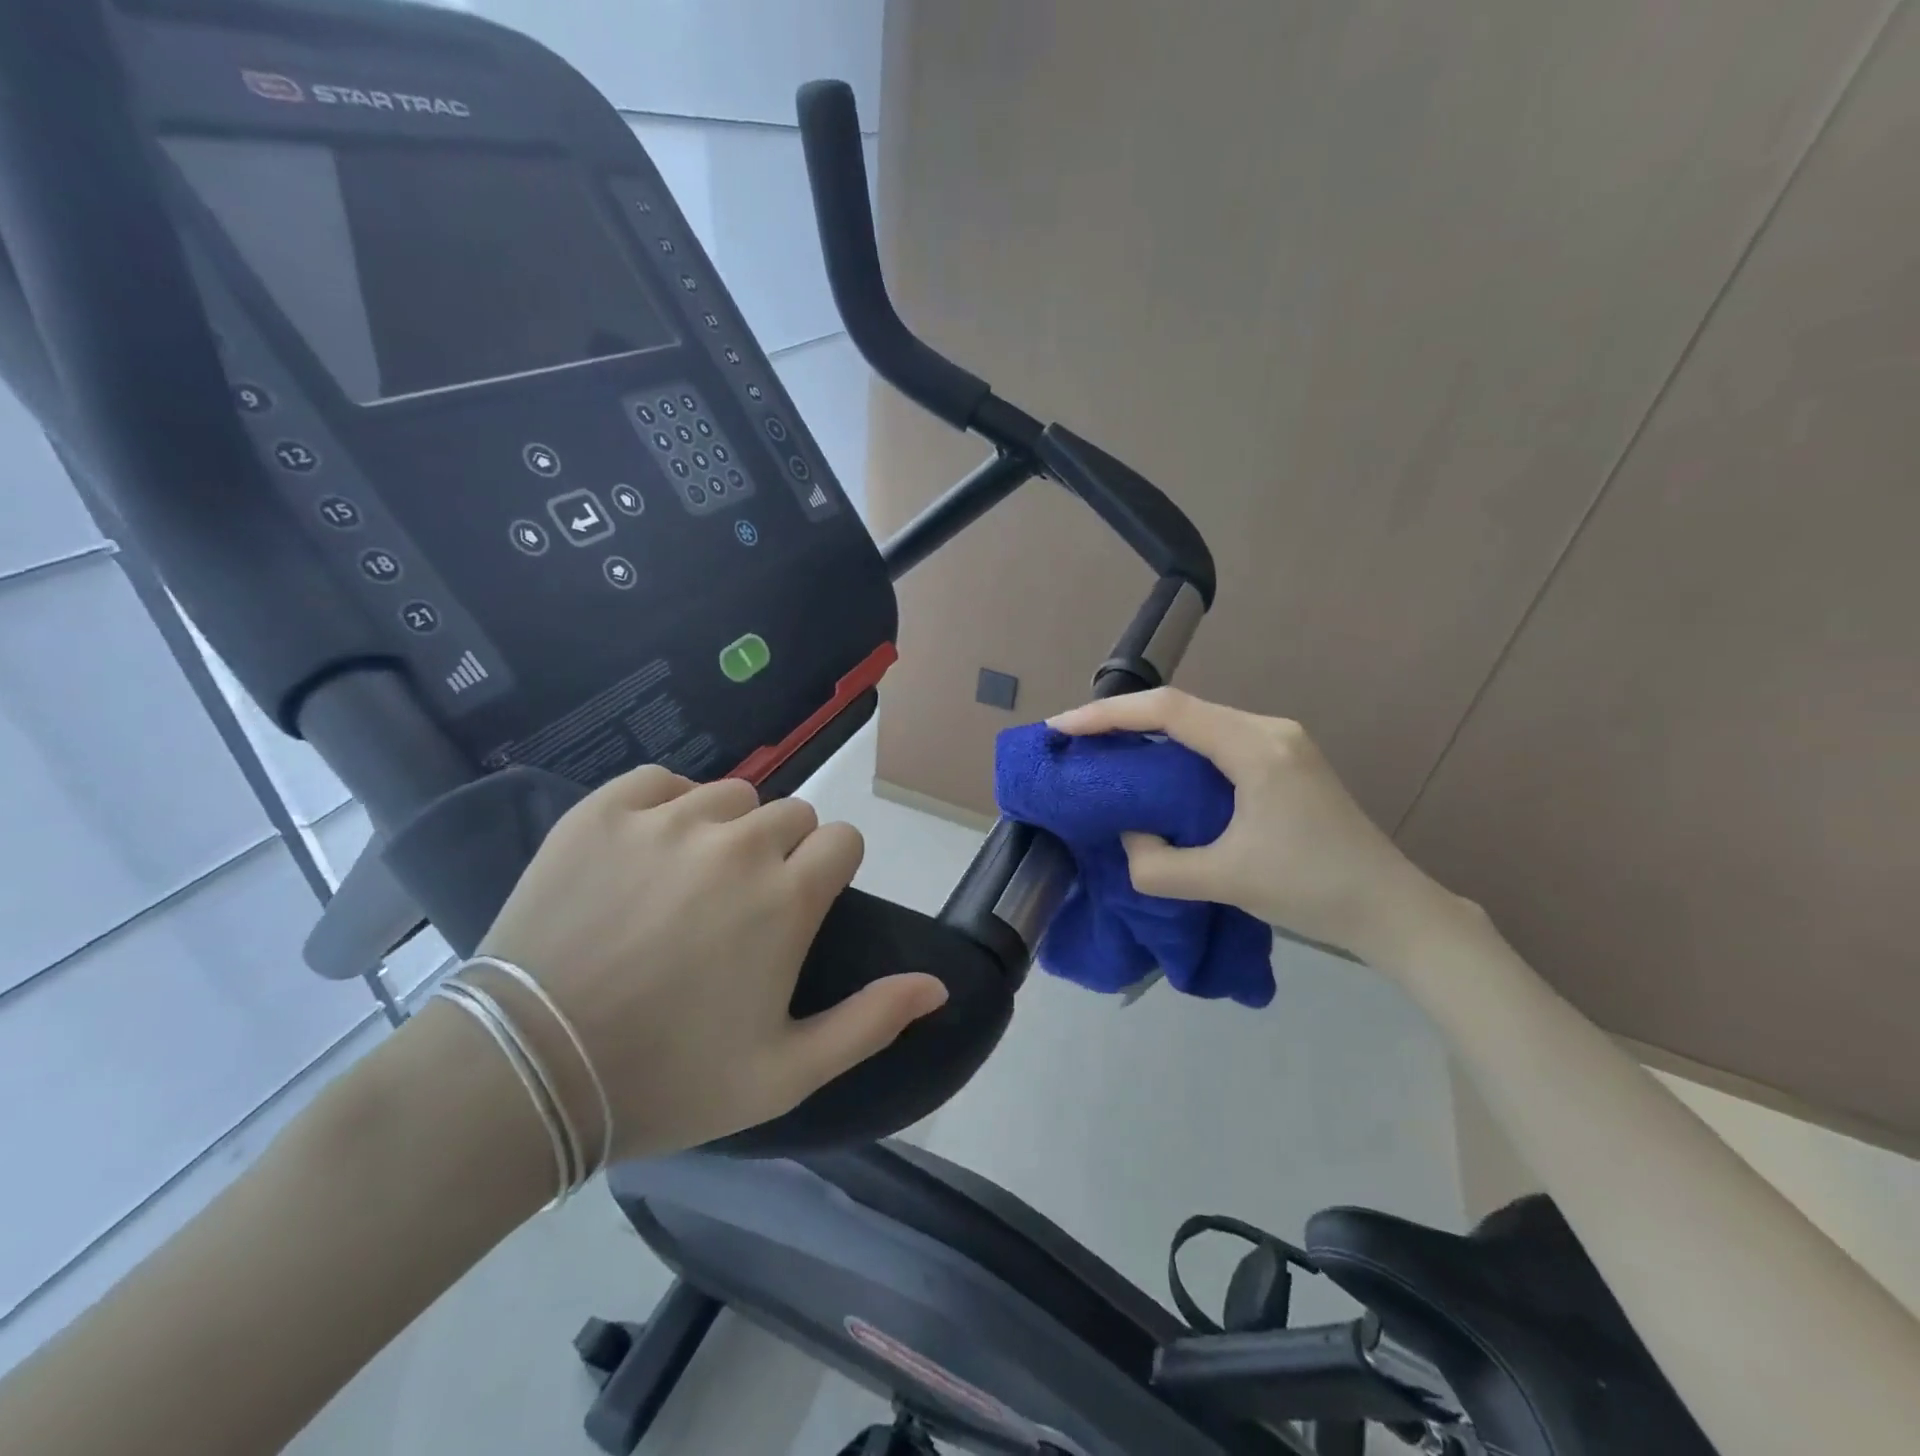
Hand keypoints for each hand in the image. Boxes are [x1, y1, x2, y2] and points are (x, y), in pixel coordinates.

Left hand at [474, 767, 947, 1160]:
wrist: (525, 1074)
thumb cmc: (667, 1079)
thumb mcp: (785, 1073)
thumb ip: (871, 1022)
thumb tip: (938, 985)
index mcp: (787, 896)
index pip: (843, 839)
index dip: (830, 871)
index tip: (802, 907)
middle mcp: (738, 842)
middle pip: (792, 813)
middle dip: (784, 852)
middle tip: (741, 907)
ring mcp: (667, 820)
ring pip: (731, 795)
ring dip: (729, 828)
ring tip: (690, 880)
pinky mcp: (603, 812)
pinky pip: (660, 780)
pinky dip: (667, 805)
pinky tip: (649, 848)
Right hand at [1049, 689, 1461, 962]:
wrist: (1394, 909)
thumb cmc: (1312, 889)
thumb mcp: (1224, 881)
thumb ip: (1157, 864)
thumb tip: (1129, 838)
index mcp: (1256, 748)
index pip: (1168, 711)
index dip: (1109, 714)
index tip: (1062, 729)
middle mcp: (1268, 729)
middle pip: (1182, 708)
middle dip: (1122, 721)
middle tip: (1076, 743)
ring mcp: (1281, 742)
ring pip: (1199, 723)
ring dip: (1150, 735)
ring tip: (1106, 754)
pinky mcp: (1285, 761)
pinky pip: (1217, 742)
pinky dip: (1177, 751)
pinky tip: (1157, 772)